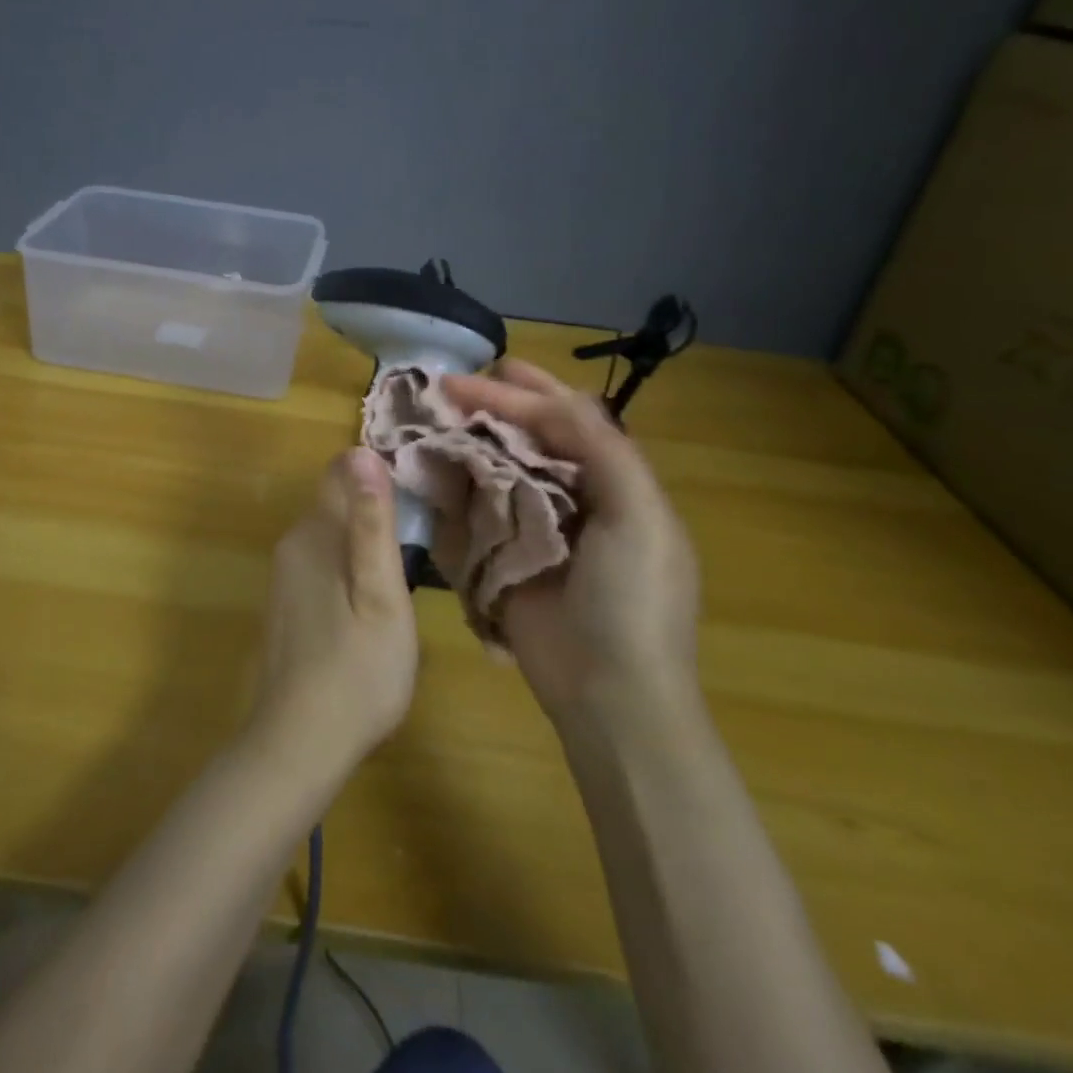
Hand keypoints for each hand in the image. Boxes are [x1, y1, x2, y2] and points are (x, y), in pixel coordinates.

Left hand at [246, 449, 419, 782]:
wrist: (299, 742)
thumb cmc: (357, 670)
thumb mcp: (381, 595)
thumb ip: (373, 524)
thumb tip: (363, 453)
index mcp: (315, 533)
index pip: (342, 471)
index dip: (380, 475)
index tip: (417, 499)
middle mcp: (293, 543)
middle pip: (338, 502)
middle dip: (376, 511)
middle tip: (422, 543)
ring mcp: (285, 574)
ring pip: (332, 535)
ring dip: (365, 543)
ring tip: (404, 577)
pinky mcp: (287, 601)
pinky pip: (323, 563)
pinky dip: (350, 569)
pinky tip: (372, 605)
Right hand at [442, 360, 700, 720]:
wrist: (609, 693)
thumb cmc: (632, 599)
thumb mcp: (639, 516)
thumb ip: (604, 450)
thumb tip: (552, 401)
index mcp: (614, 481)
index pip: (566, 419)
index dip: (523, 394)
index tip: (472, 379)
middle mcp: (574, 496)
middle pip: (530, 437)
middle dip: (493, 408)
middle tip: (449, 386)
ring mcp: (536, 528)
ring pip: (499, 469)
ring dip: (470, 443)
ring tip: (433, 421)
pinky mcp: (505, 558)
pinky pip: (477, 512)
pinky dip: (457, 489)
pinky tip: (433, 472)